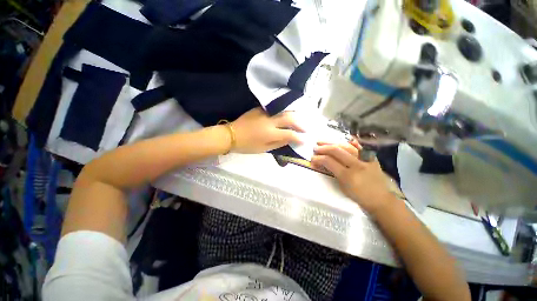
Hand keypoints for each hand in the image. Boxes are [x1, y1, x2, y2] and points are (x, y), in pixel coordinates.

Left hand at [231, 107, 303, 153]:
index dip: (298, 137)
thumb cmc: (247, 145)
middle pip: (289, 119)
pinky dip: (284, 112)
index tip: (304, 139)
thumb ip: (278, 143)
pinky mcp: (260, 109)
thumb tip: (289, 139)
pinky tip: (286, 115)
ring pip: (284, 111)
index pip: (289, 133)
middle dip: (299, 124)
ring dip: (294, 116)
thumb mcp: (263, 149)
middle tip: (305, 128)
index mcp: (270, 133)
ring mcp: (265, 113)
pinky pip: (276, 109)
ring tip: (299, 121)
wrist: (231, 135)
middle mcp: (270, 121)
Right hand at [311, 141, 393, 214]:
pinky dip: (351, 142)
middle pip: (337, 150)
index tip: (312, 158)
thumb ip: (332, 173)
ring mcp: (366, 159)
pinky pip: (360, 146)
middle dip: (323, 148)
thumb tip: (322, 163)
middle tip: (315, 148)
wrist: (381, 199)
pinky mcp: (372, 157)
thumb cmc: (359, 196)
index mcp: (348, 176)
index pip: (329, 161)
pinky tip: (344, 139)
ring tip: (323, 141)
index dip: (318, 158)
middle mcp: (357, 165)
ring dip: (333, 142)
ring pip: (346, 146)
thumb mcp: (342, 187)